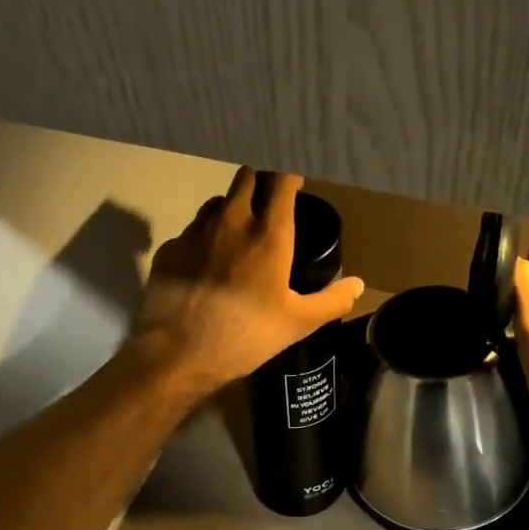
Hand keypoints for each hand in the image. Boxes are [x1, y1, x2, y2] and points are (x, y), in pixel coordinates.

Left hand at [133, 169, 364, 397]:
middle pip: (246, 178)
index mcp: (268, 234)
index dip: (290, 176)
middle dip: (260, 182)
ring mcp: (195, 231)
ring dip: (231, 207)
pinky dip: (204, 237)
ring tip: (238, 231)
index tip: (296, 184)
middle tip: (269, 202)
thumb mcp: (298, 323)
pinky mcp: (169, 248)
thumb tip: (358, 285)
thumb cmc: (246, 335)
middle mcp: (231, 221)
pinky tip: (206, 262)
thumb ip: (332, 300)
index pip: (281, 181)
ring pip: (217, 201)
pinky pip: (191, 230)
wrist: (178, 352)